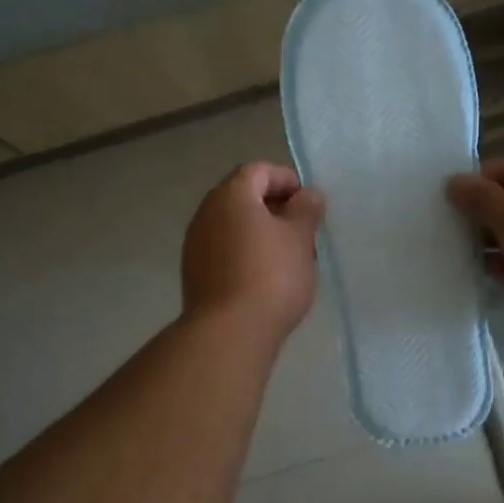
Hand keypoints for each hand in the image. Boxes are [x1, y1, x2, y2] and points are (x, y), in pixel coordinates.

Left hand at [182, 162, 324, 344]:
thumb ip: (306, 209)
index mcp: (231, 196)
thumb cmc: (271, 276)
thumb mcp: (300, 238)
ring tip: (289, 256)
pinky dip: (246, 252)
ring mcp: (196, 244)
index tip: (308, 202)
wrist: (230, 332)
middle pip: (243, 197)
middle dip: (275, 208)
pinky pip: (224, 250)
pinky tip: (266, 277)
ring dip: (261, 232)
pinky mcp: (195, 273)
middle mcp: (206, 213)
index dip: (286, 179)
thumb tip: (308, 194)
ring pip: (233, 226)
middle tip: (303, 230)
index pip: (258, 171)